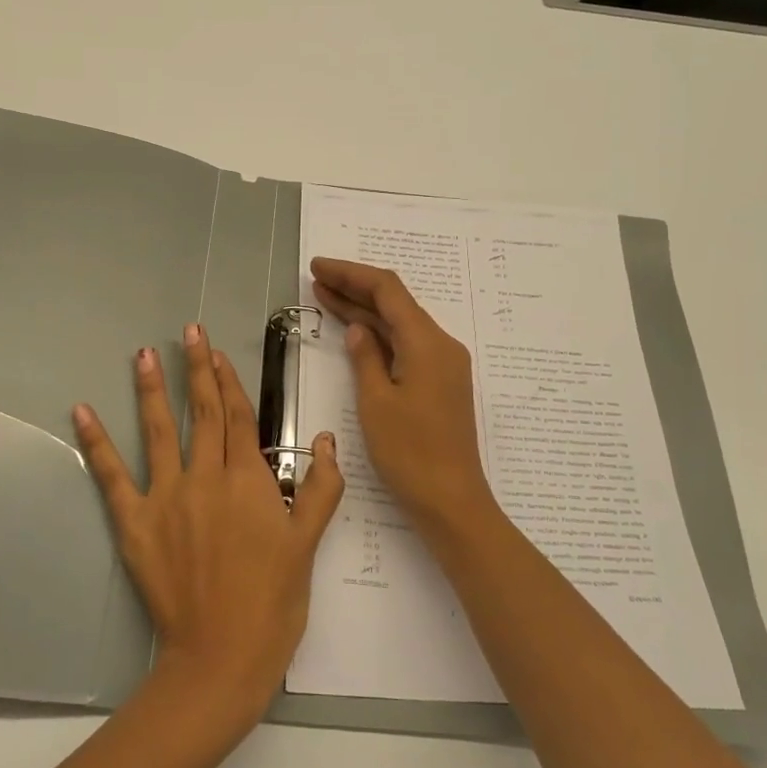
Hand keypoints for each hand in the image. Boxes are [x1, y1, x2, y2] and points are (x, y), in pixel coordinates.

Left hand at [73, 324, 344, 724]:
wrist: (221, 656)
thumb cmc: (272, 602)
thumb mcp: (308, 545)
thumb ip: (320, 488)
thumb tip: (327, 440)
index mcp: (249, 480)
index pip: (239, 417)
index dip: (229, 382)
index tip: (220, 352)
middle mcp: (206, 478)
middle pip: (203, 413)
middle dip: (197, 368)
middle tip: (190, 331)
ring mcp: (167, 498)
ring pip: (160, 431)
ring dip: (152, 389)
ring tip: (143, 354)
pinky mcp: (135, 524)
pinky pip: (112, 476)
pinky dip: (96, 443)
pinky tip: (81, 412)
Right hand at [309, 257, 497, 539]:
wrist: (451, 499)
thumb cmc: (410, 452)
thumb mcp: (376, 402)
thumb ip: (365, 358)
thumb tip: (358, 328)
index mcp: (426, 342)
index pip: (387, 290)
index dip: (350, 273)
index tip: (317, 268)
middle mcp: (440, 345)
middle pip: (395, 303)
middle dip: (355, 288)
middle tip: (316, 279)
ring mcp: (442, 364)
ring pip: (399, 324)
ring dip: (364, 311)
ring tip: (324, 298)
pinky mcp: (439, 382)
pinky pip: (406, 345)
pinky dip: (378, 336)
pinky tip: (354, 332)